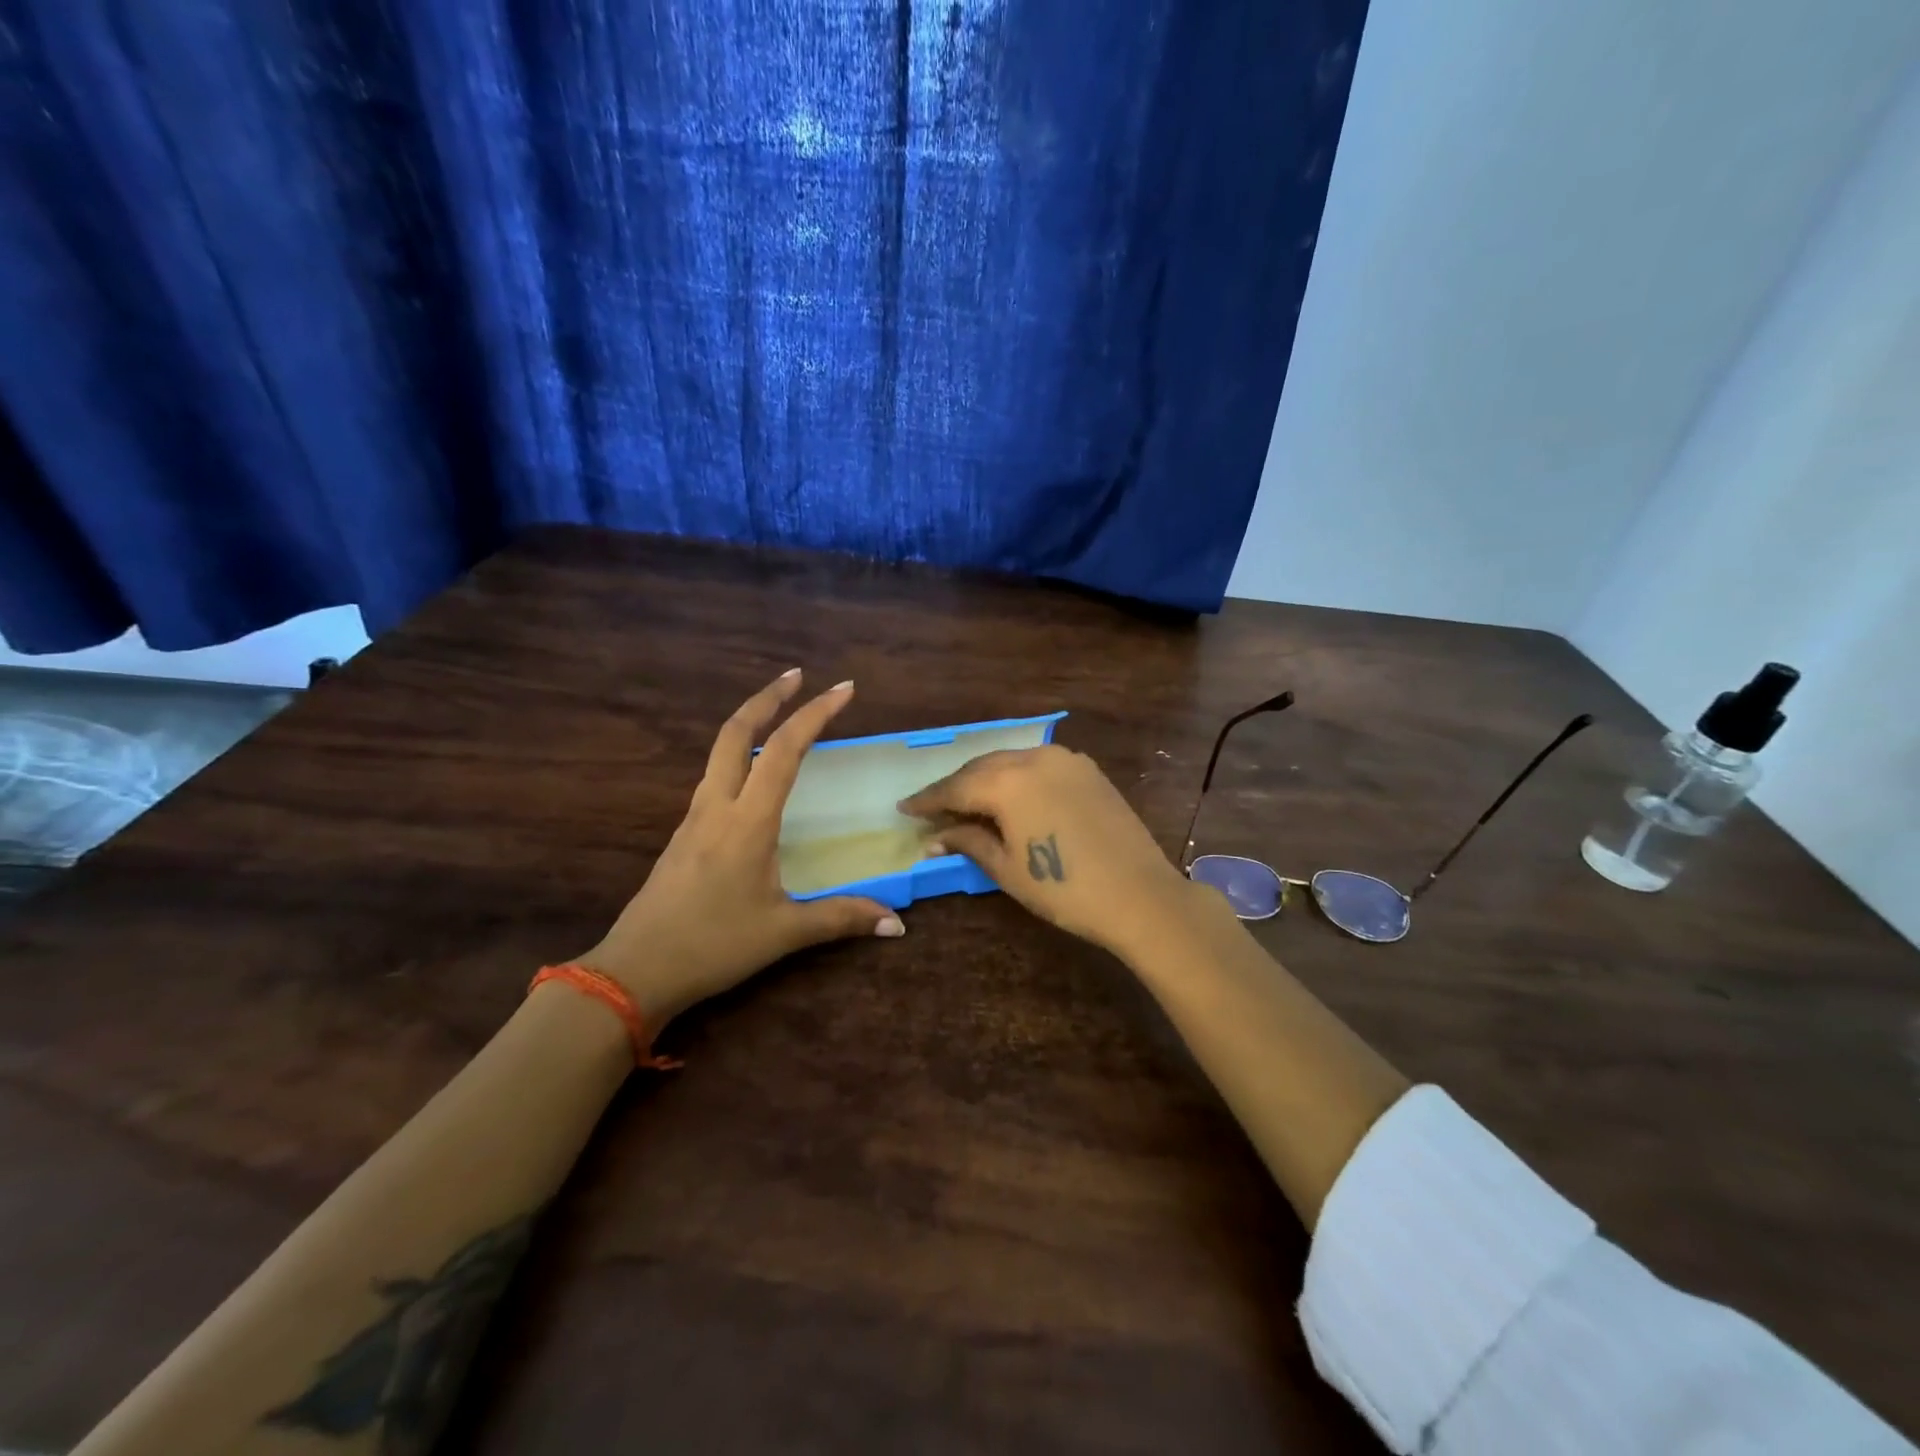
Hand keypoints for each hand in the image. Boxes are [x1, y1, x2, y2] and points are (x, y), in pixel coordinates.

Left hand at [580, 670, 903, 1028]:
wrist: (634, 972)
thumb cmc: (712, 946)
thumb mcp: (784, 933)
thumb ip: (841, 918)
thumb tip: (897, 922)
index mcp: (747, 821)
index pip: (783, 750)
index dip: (814, 714)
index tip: (843, 688)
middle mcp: (717, 807)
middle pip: (735, 732)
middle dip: (768, 697)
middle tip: (798, 675)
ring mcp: (694, 818)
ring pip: (720, 751)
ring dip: (749, 722)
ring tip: (780, 715)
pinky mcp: (684, 834)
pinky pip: (715, 778)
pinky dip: (738, 755)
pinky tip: (754, 775)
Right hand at [898, 744, 1210, 959]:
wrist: (1140, 894)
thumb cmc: (1065, 889)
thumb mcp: (1007, 868)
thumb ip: (968, 842)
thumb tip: (933, 838)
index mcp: (1007, 782)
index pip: (955, 787)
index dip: (927, 800)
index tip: (904, 808)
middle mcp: (1033, 758)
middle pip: (981, 768)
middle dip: (954, 787)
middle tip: (932, 808)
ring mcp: (1064, 759)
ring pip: (1010, 762)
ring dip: (985, 779)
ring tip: (967, 802)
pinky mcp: (1086, 769)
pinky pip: (1037, 764)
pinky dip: (1016, 777)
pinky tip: (1009, 796)